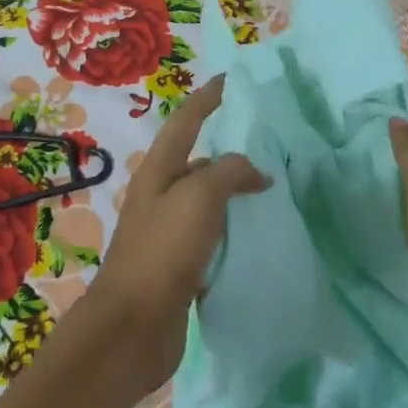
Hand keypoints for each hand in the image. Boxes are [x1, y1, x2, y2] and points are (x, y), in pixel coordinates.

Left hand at [93, 76, 269, 393]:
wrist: (133, 327)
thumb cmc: (163, 252)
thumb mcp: (199, 198)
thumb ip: (228, 172)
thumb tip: (254, 172)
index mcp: (158, 171)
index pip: (186, 121)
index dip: (208, 98)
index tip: (231, 80)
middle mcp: (161, 196)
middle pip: (198, 160)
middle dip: (229, 148)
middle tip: (270, 143)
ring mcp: (169, 232)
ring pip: (208, 200)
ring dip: (235, 191)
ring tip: (274, 188)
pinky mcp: (180, 265)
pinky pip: (213, 235)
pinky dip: (234, 228)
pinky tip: (258, 234)